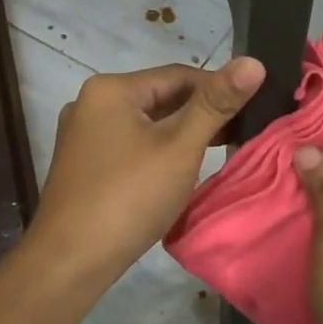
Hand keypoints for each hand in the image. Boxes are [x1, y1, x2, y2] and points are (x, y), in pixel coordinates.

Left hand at [26, 58, 264, 285]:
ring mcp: (83, 135)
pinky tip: (178, 172)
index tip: (252, 111)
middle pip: (160, 98)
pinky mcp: (83, 164)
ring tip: (218, 154)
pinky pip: (130, 145)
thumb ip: (216, 104)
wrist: (69, 262)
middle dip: (200, 115)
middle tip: (241, 135)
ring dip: (181, 135)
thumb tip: (254, 62)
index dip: (219, 90)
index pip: (179, 75)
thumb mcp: (180, 147)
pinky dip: (157, 152)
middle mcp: (91, 103)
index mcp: (111, 88)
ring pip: (146, 124)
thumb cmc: (129, 197)